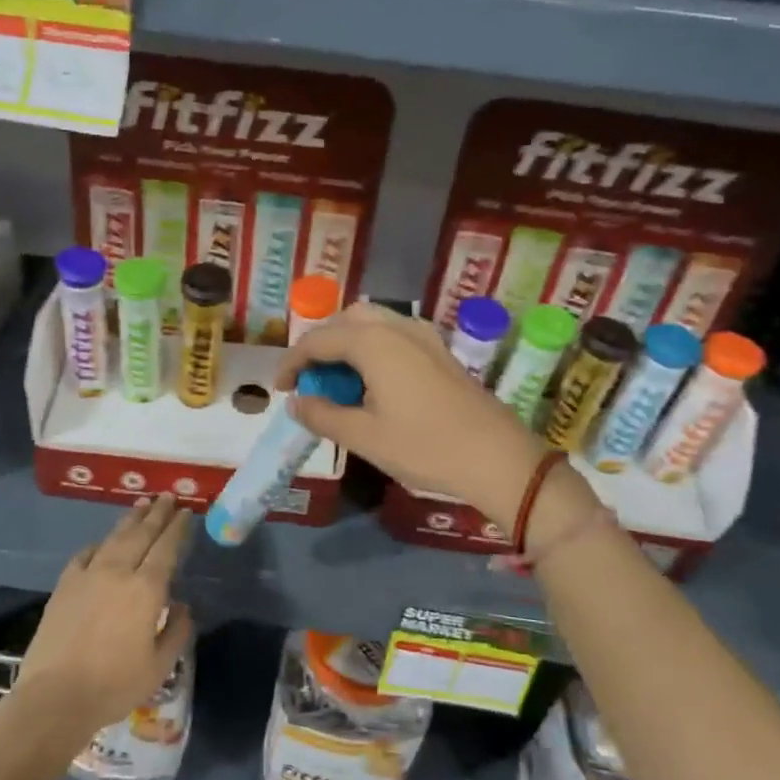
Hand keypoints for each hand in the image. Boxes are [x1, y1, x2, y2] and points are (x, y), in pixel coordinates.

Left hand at [15, 494, 193, 743]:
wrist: (54, 697)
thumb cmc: (113, 685)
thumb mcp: (159, 666)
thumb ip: (177, 631)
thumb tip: (182, 607)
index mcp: (146, 589)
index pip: (166, 548)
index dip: (177, 528)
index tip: (185, 512)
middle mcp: (118, 572)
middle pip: (141, 534)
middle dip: (157, 513)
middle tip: (167, 496)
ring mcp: (88, 575)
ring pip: (114, 538)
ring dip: (130, 520)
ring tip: (141, 505)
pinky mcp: (64, 586)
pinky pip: (85, 555)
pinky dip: (98, 544)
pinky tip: (102, 543)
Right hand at [279, 303, 562, 526]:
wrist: (499, 458)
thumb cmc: (426, 447)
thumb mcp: (365, 437)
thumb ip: (323, 416)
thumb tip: (296, 403)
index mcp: (373, 343)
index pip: (318, 340)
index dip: (292, 362)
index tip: (280, 390)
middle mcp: (397, 327)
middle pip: (345, 320)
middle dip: (320, 345)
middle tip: (309, 380)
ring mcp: (423, 336)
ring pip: (372, 322)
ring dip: (347, 343)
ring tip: (338, 381)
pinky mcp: (440, 350)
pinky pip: (394, 334)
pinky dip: (372, 347)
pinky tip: (374, 381)